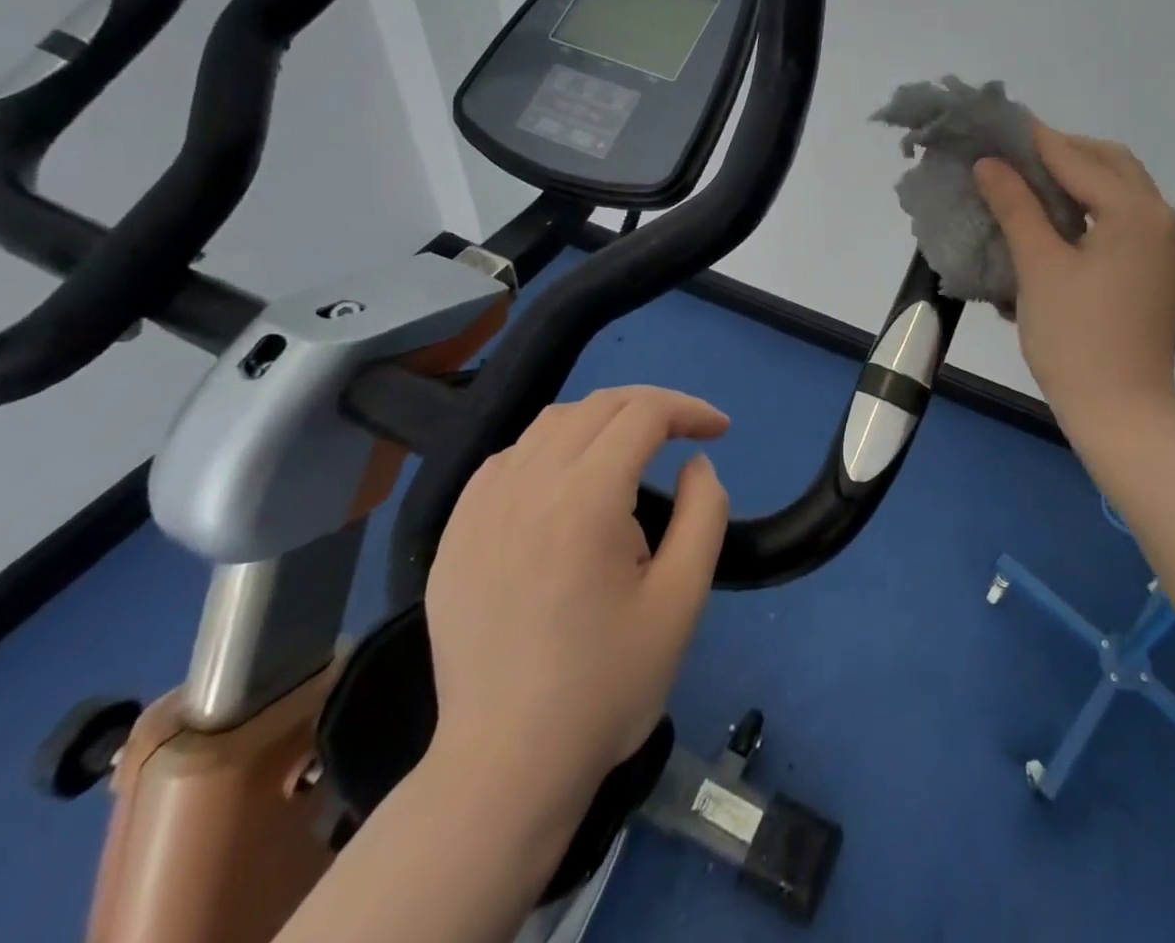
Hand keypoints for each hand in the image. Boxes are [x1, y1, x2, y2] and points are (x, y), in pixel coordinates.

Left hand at [423, 386, 730, 822]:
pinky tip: (564, 482)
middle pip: (597, 406)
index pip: (643, 414)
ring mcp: (480, 510)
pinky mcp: (454, 537)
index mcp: (585, 500)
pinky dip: (548, 449)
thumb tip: (695, 464)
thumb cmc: (607, 686)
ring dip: (601, 422)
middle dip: (651, 406)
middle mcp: (527, 487)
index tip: (720, 430)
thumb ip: (704, 514)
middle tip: (685, 432)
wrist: (506, 768)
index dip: (689, 410)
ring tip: (631, 452)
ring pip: (548, 424)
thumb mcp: (683, 600)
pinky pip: (505, 460)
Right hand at [975, 124, 1174, 439]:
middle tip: (1016, 156)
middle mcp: (1162, 219)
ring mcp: (1168, 247)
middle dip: (1064, 152)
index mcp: (1136, 212)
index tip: (1000, 124)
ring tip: (1033, 183)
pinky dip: (1095, 207)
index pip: (1078, 159)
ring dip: (1081, 178)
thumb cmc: (1074, 337)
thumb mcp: (1039, 267)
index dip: (1036, 140)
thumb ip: (1016, 207)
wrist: (1122, 411)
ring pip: (1123, 191)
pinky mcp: (1161, 270)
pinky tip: (1062, 220)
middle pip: (1111, 164)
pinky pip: (1128, 219)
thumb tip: (990, 163)